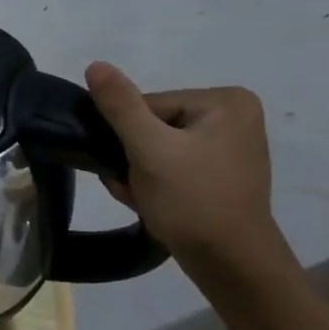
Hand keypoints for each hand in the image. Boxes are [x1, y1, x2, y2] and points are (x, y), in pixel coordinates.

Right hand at [84, 61, 284, 268]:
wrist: (230, 264)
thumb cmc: (192, 200)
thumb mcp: (149, 149)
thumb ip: (120, 106)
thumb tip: (95, 65)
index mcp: (224, 102)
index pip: (148, 105)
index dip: (127, 137)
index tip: (128, 167)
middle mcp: (233, 117)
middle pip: (151, 126)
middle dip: (132, 158)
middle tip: (133, 186)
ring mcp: (228, 147)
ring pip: (156, 149)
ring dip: (137, 174)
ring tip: (142, 197)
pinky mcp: (219, 174)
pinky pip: (171, 166)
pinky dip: (153, 184)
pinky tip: (151, 203)